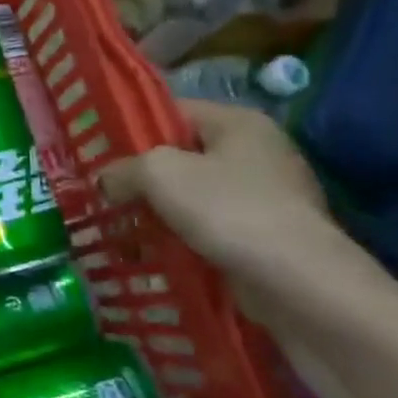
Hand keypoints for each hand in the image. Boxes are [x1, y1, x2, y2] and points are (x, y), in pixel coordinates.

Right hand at [98, 100, 340, 321]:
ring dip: (157, 211)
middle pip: (181, 155)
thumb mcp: (160, 174)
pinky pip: (209, 228)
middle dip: (141, 176)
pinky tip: (153, 252)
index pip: (173, 111)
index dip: (132, 129)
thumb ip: (123, 168)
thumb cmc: (230, 211)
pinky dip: (181, 237)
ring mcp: (267, 196)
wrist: (301, 285)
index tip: (97, 153)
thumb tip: (106, 181)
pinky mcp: (266, 236)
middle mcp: (258, 152)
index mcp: (239, 123)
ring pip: (193, 195)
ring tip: (120, 226)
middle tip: (102, 193)